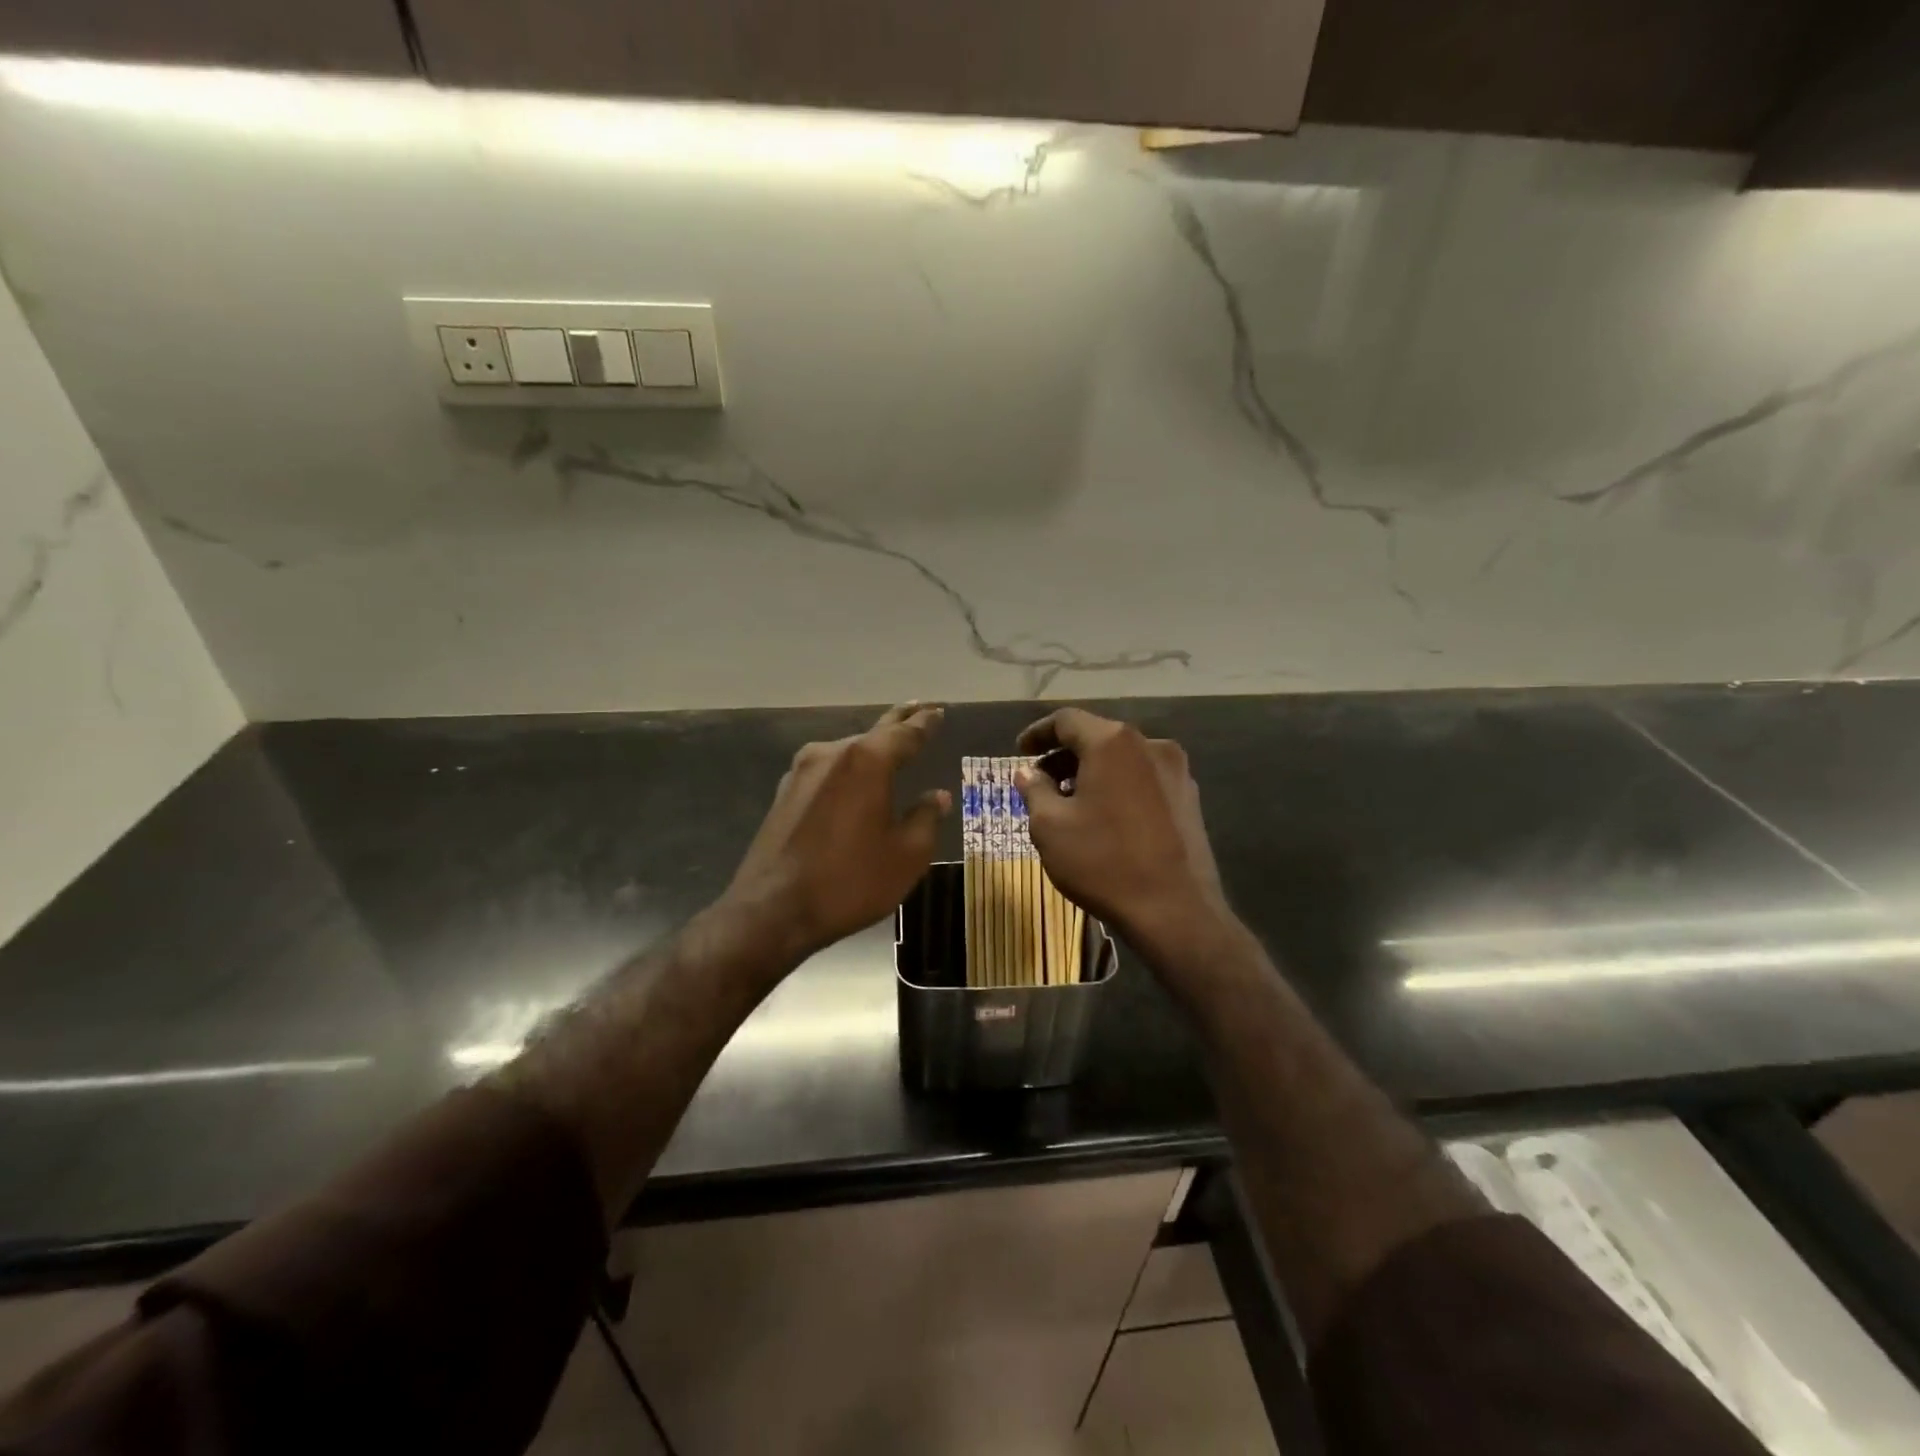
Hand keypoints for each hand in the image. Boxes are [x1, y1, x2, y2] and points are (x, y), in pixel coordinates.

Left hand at [725, 703, 950, 963]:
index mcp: (867, 762)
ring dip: (870, 748)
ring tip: (890, 746)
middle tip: (919, 708)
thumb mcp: (905, 856)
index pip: (906, 733)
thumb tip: (936, 796)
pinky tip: (853, 782)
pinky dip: (847, 770)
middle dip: (899, 721)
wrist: (772, 910)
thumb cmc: (849, 882)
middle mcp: (831, 754)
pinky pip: (826, 771)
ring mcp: (801, 772)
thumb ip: (925, 819)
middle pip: (874, 733)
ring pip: (847, 752)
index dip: (925, 723)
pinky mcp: (784, 793)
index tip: (937, 712)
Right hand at [1015, 708, 1230, 963]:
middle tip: (1040, 783)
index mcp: (1112, 742)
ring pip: (1122, 760)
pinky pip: (1143, 780)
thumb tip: (1028, 772)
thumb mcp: (1050, 827)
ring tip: (1070, 804)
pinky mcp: (1189, 798)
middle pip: (1097, 737)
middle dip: (1064, 757)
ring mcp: (1176, 771)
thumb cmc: (1103, 862)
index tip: (1020, 752)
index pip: (1067, 720)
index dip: (1038, 733)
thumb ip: (1034, 790)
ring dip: (1091, 773)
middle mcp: (1150, 744)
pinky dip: (1117, 787)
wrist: (1175, 911)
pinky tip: (1104, 818)